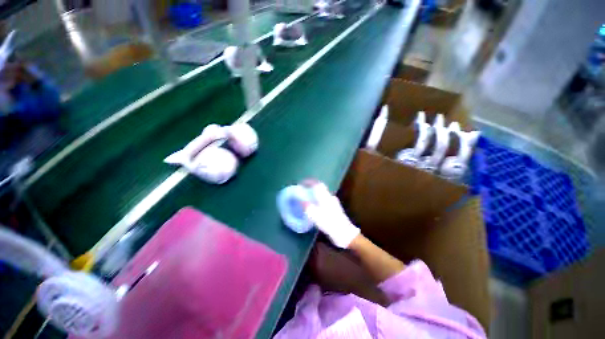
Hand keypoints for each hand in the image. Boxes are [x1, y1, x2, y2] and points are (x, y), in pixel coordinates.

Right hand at [303, 181, 359, 248]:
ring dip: (314, 194)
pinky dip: (317, 200)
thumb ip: (307, 207)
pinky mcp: (335, 208)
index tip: (301, 183)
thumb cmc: (329, 223)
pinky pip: (324, 200)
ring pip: (322, 194)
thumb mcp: (315, 216)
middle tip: (303, 191)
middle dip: (311, 188)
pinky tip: (314, 206)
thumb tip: (301, 200)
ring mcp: (333, 202)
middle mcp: (330, 197)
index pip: (317, 184)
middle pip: (320, 188)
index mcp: (325, 197)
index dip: (309, 182)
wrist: (344, 233)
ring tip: (307, 198)